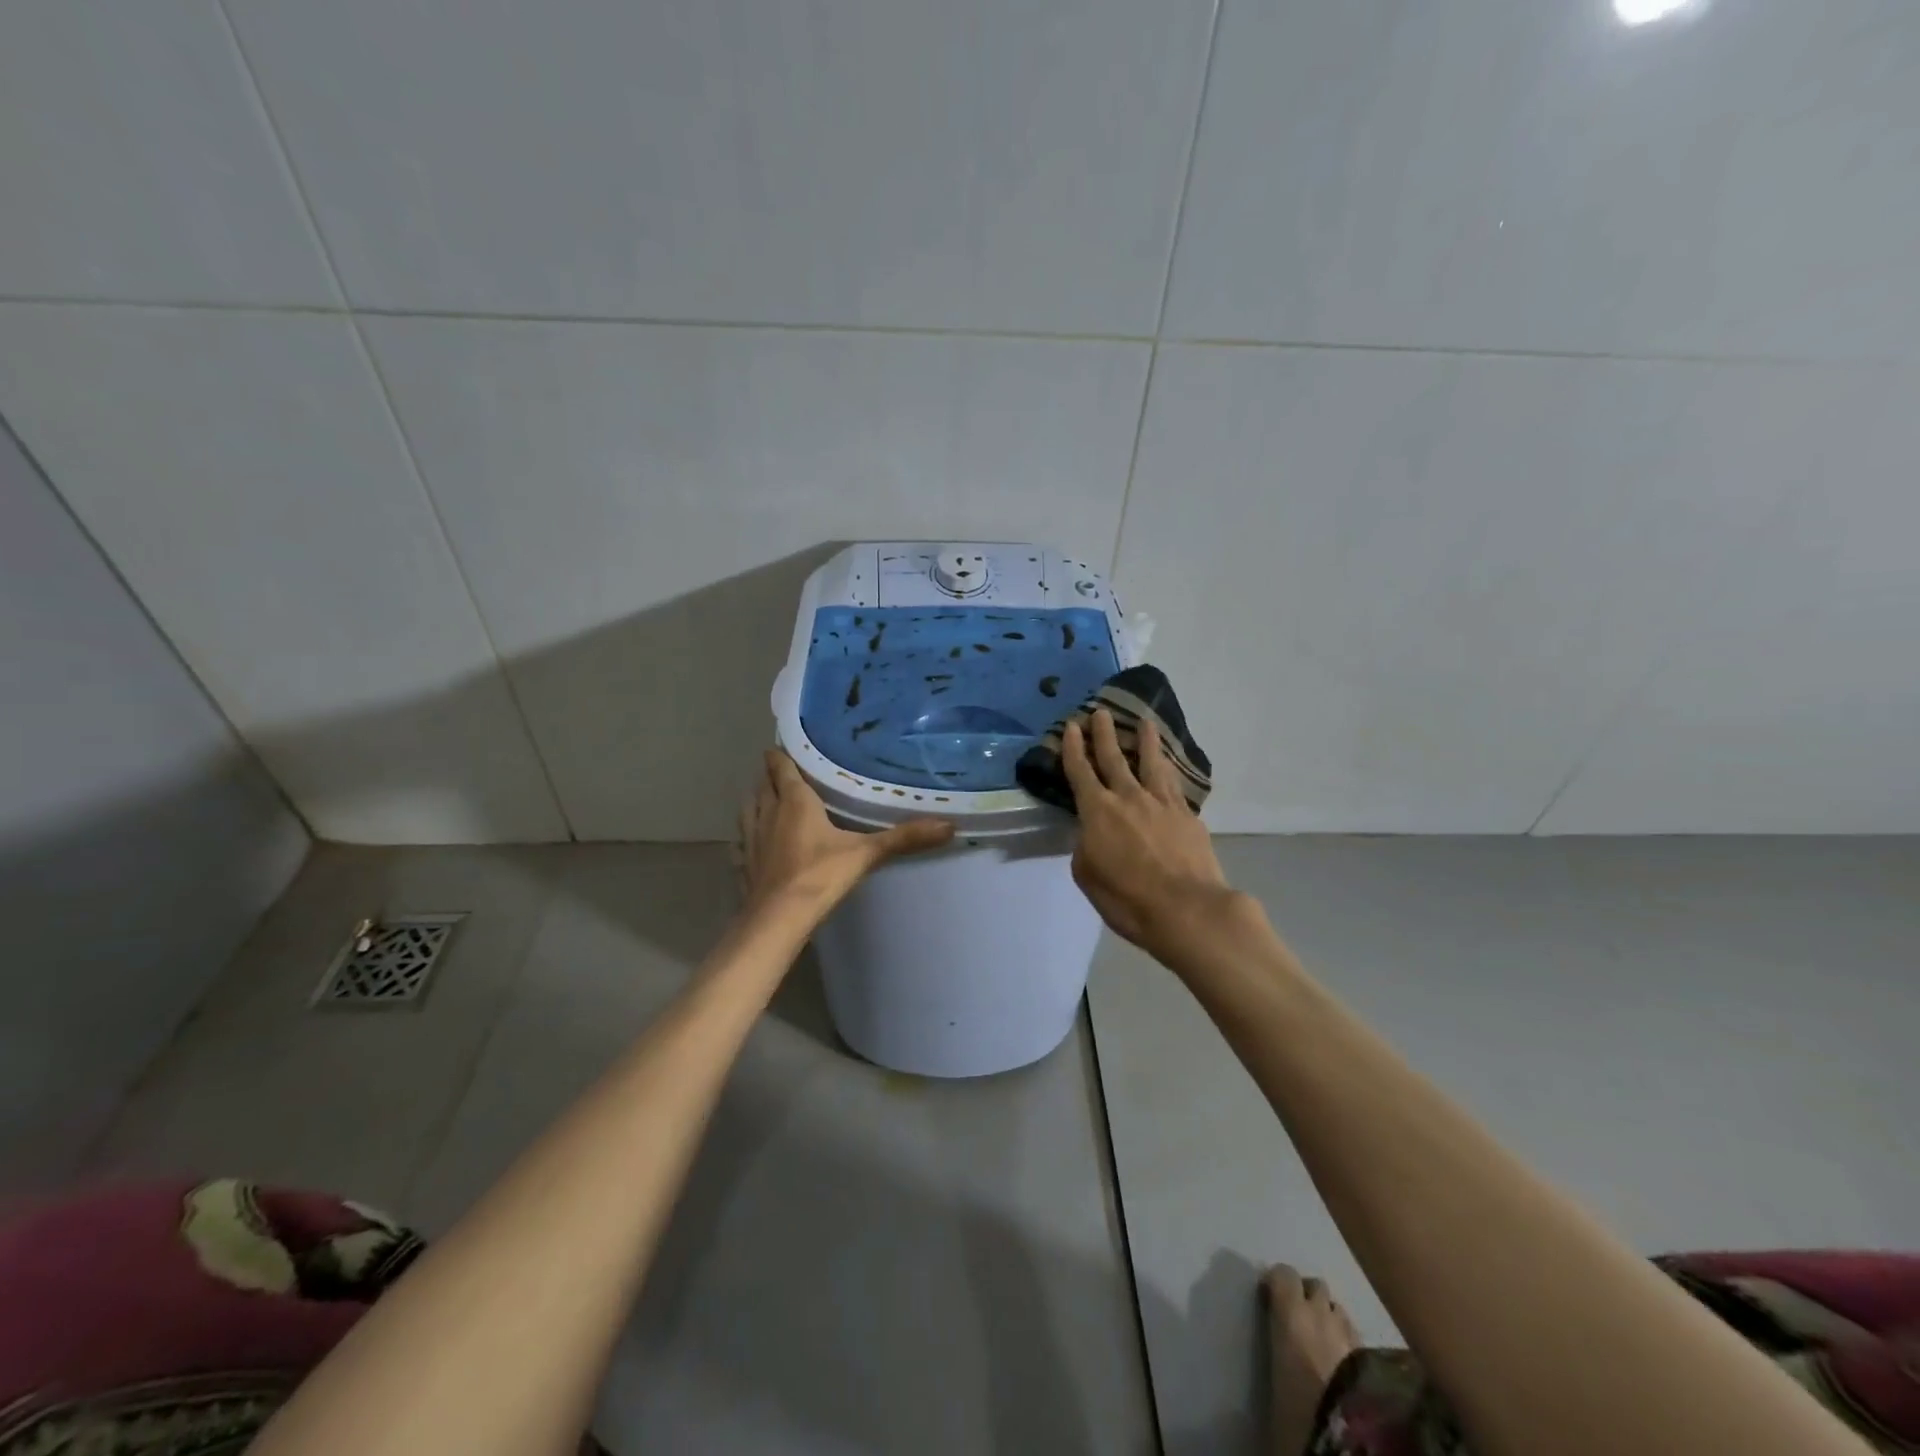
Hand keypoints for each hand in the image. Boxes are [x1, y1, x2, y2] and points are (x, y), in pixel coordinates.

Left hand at [738, 749, 954, 918]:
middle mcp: (767, 812)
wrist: (777, 919)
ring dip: (758, 799)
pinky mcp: (743, 862)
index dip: (781, 754)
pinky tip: (756, 840)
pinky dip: (749, 832)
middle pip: (763, 783)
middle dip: (772, 775)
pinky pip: (743, 838)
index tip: (787, 745)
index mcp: (794, 801)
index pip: (782, 767)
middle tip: (788, 772)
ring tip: (771, 799)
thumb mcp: (865, 854)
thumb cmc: (819, 876)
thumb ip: (903, 838)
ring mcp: (751, 838)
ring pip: (749, 807)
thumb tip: (949, 826)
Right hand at [1063, 708, 1236, 960]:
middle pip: (1113, 758)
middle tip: (1100, 711)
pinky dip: (1169, 769)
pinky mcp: (1187, 815)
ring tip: (1145, 722)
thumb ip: (1086, 847)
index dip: (1073, 748)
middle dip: (1103, 734)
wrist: (1186, 908)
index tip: (1071, 726)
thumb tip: (1093, 834)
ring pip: (1150, 763)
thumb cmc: (1127, 898)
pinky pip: (1174, 784)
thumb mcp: (1088, 875)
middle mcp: (1128, 797)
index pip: (1080, 772)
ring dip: (1145, 741)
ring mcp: (1161, 803)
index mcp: (1097, 811)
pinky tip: (1169, 765)